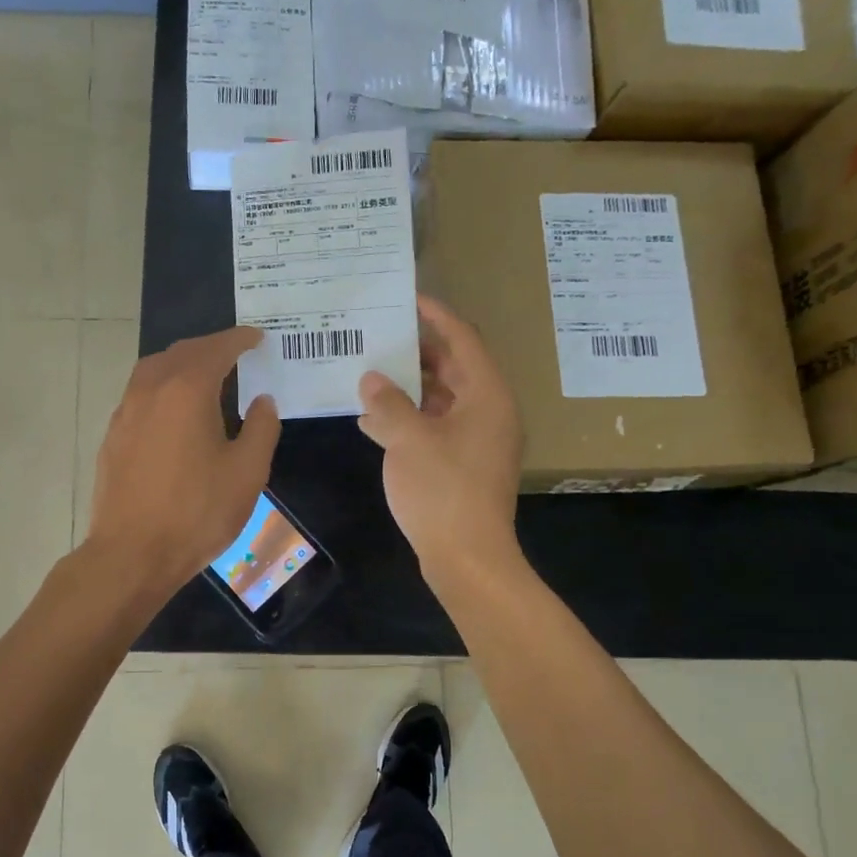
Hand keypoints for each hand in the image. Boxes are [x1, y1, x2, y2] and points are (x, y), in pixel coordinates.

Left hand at [87, 327, 281, 594]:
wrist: (132, 553)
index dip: (240, 340)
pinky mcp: (113, 435)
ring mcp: (125, 411)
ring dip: (182, 364)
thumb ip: (261, 428)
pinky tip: (175, 412)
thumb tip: (262, 401)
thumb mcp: (247, 472)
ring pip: (154, 370)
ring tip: (206, 377)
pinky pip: (140, 394)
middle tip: (236, 355)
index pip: (217, 349)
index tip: (257, 338)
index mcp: (187, 390)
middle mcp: (151, 389)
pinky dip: (163, 388)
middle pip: (182, 352)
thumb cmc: (197, 512)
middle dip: (211, 348)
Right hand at [358, 295, 523, 581]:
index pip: (463, 340)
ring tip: (368, 375)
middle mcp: (488, 412)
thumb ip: (388, 403)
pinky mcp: (463, 465)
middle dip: (416, 353)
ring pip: (441, 400)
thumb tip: (371, 379)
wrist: (467, 557)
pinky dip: (408, 420)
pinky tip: (372, 422)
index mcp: (486, 395)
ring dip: (407, 389)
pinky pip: (435, 428)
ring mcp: (477, 441)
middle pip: (453, 368)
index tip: (408, 299)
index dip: (437, 316)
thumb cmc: (443, 490)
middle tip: (380, 337)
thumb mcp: (408, 439)